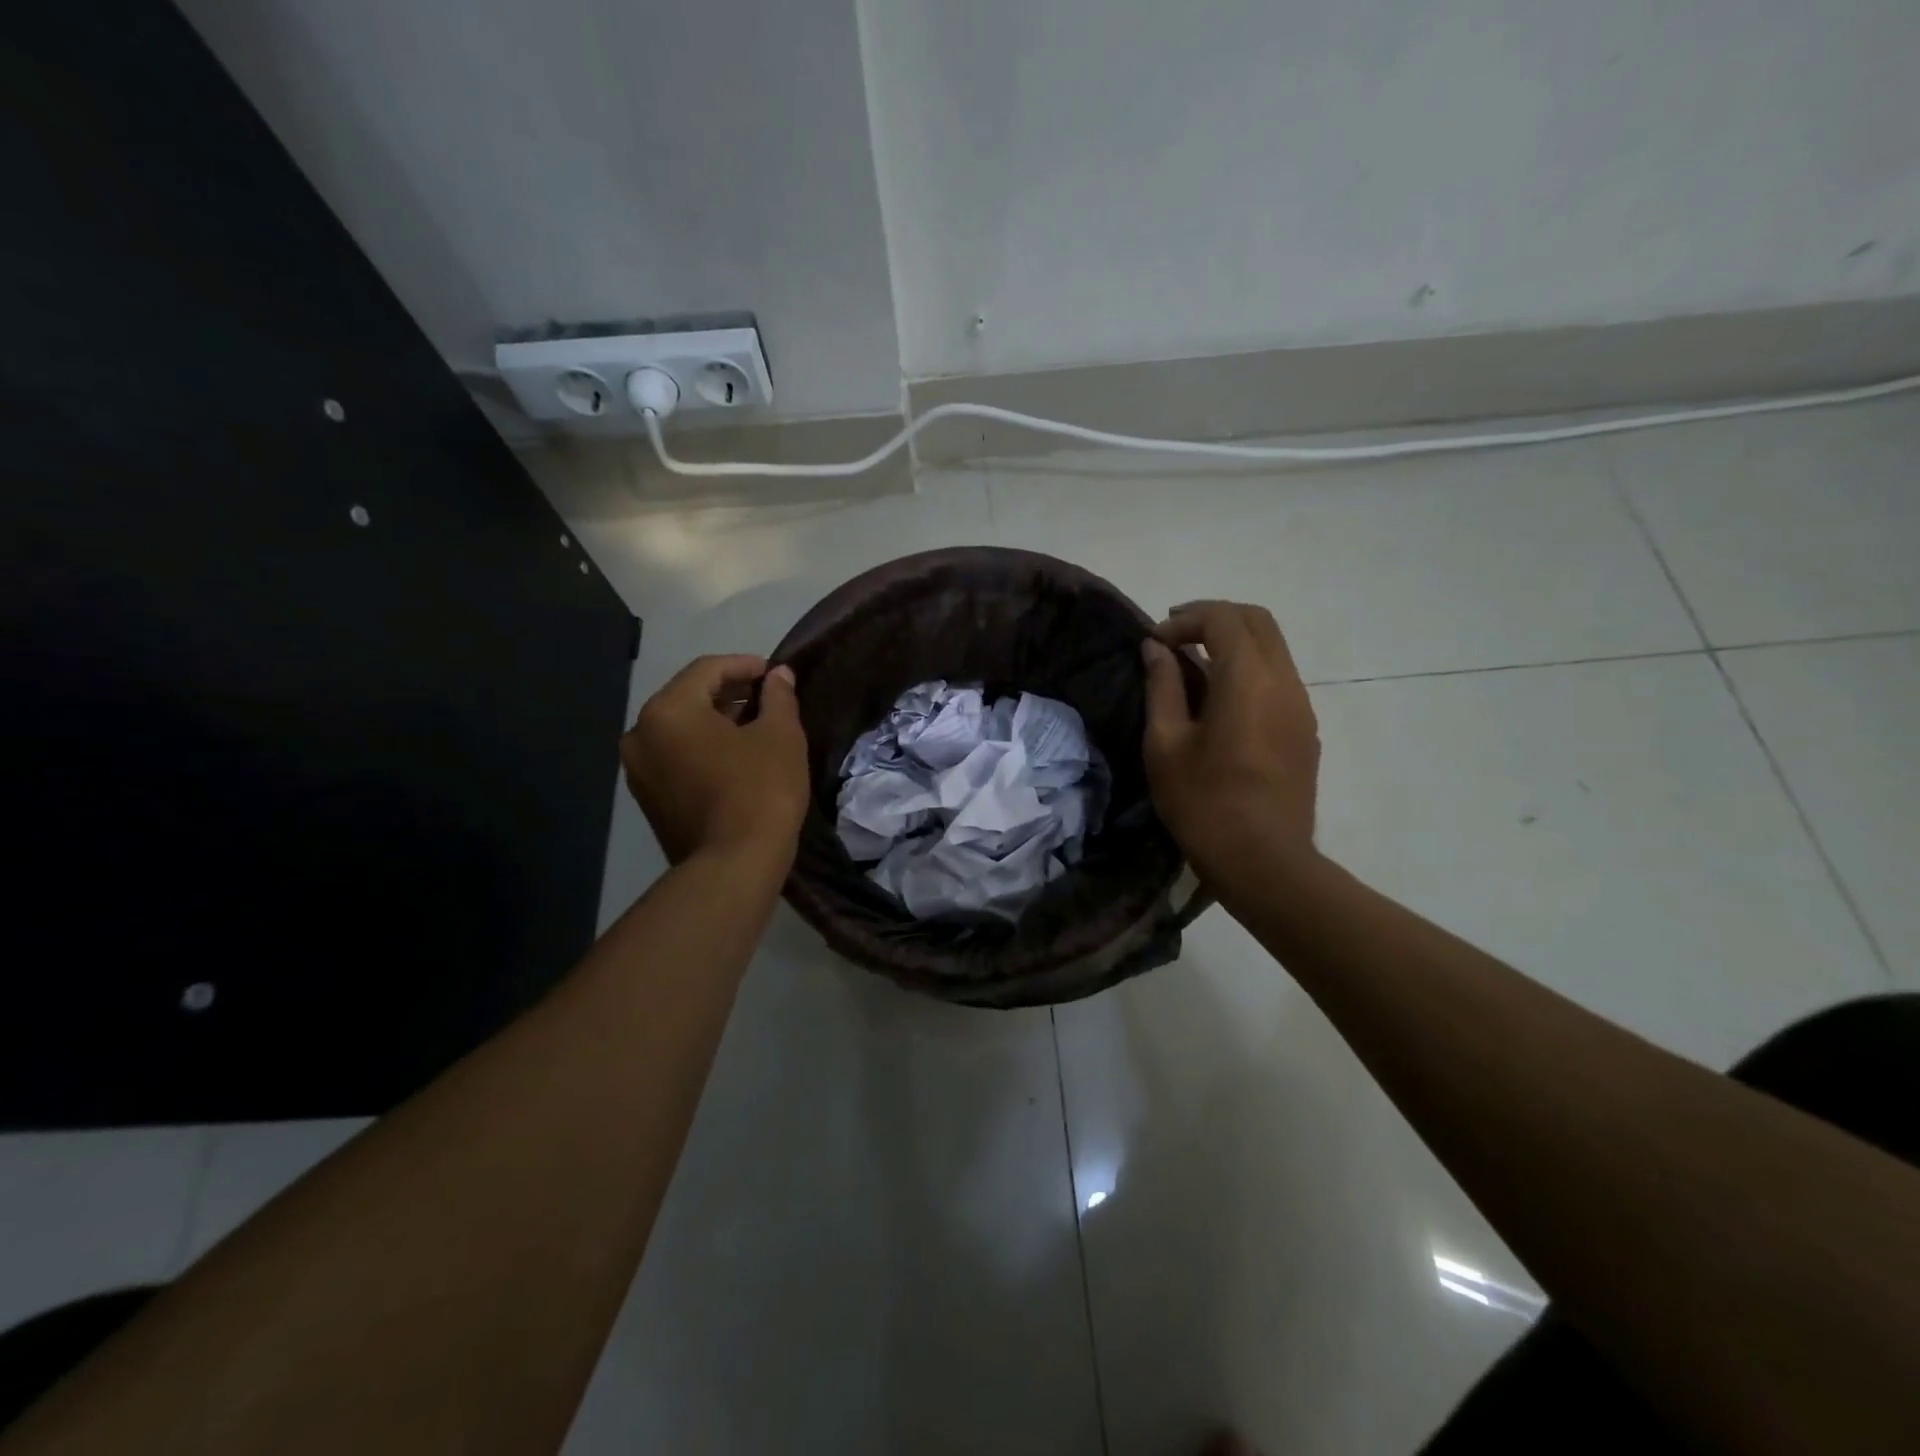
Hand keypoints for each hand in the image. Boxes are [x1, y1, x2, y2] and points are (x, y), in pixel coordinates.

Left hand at [620, 655, 808, 867]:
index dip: (746, 665)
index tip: (776, 674)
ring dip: (716, 720)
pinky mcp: (648, 798)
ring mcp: (639, 769)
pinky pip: (676, 756)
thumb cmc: (760, 789)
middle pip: (689, 697)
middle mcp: (640, 734)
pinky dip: (703, 747)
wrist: (734, 865)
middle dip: (730, 692)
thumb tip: (778, 676)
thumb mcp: (780, 735)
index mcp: (667, 710)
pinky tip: (736, 756)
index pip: (708, 669)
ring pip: (681, 728)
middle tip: (769, 698)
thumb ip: (778, 697)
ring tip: (756, 726)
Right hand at [1140, 602, 1320, 884]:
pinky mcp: (1305, 731)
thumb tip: (1156, 649)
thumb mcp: (1166, 743)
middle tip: (1175, 635)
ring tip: (1193, 665)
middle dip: (1214, 618)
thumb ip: (1162, 687)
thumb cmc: (1204, 803)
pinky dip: (1248, 669)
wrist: (1264, 861)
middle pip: (1257, 621)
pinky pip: (1279, 679)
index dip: (1185, 619)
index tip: (1155, 642)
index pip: (1223, 619)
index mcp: (1249, 680)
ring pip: (1273, 649)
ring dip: (1233, 643)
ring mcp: (1302, 707)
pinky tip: (1220, 699)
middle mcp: (1285, 682)